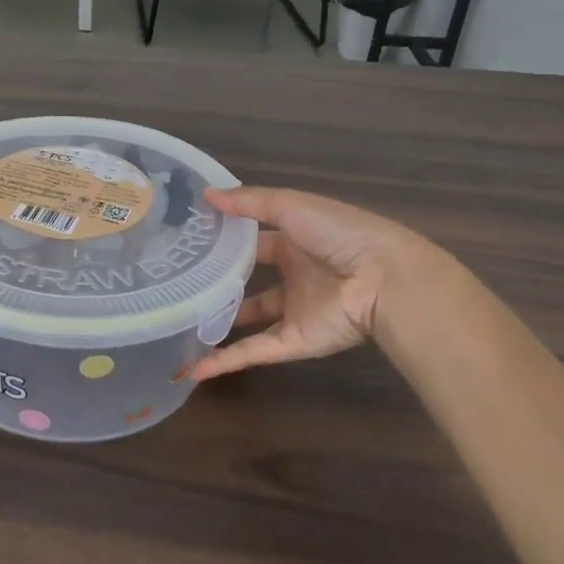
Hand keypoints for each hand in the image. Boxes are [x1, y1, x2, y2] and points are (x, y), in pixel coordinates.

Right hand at [190, 186, 435, 382]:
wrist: (385, 281)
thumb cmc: (339, 235)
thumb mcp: (292, 207)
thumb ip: (249, 202)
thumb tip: (207, 195)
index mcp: (295, 239)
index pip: (253, 239)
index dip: (224, 237)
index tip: (188, 239)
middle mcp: (293, 273)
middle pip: (248, 278)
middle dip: (218, 279)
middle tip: (178, 280)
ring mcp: (293, 309)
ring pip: (249, 316)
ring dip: (219, 321)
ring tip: (180, 321)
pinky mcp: (295, 341)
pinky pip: (255, 350)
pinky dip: (227, 361)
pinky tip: (196, 369)